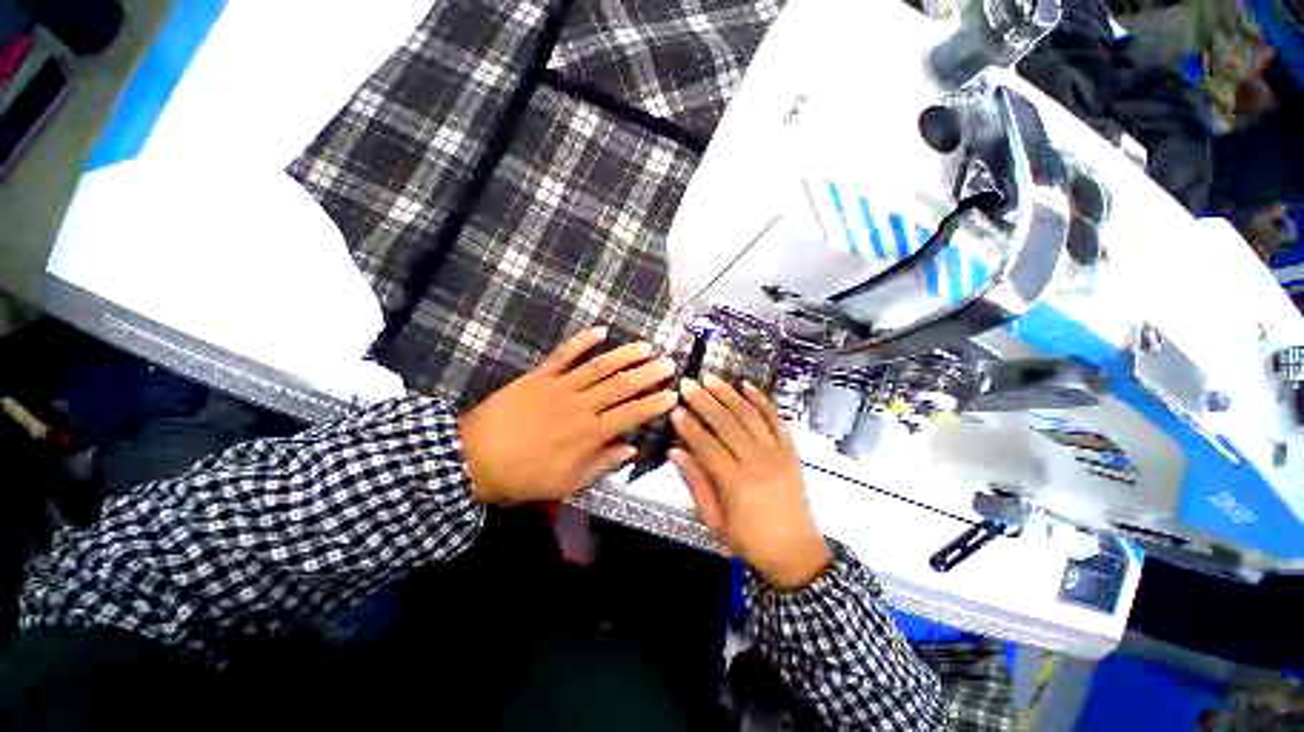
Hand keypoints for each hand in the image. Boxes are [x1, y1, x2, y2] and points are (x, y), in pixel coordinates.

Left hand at [459, 326, 676, 503]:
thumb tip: (632, 449)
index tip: (673, 394)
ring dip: (624, 355)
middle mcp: (581, 405)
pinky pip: (564, 354)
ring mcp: (560, 386)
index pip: (631, 415)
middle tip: (668, 363)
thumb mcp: (567, 482)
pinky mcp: (540, 375)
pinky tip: (600, 330)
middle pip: (621, 386)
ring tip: (646, 346)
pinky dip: (582, 341)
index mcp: (589, 433)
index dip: (654, 404)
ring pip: (599, 367)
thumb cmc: (524, 476)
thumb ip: (602, 463)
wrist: (474, 458)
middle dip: (648, 374)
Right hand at [669, 375, 831, 590]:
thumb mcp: (714, 520)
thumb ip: (695, 483)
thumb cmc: (750, 540)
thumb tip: (675, 453)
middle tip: (687, 384)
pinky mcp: (790, 450)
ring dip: (728, 394)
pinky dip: (762, 400)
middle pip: (727, 424)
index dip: (688, 426)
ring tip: (711, 379)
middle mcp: (758, 461)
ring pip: (749, 415)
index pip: (706, 445)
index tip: (674, 409)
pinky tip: (747, 385)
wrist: (796, 552)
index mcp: (736, 483)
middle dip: (704, 401)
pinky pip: (776, 419)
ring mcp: (777, 453)